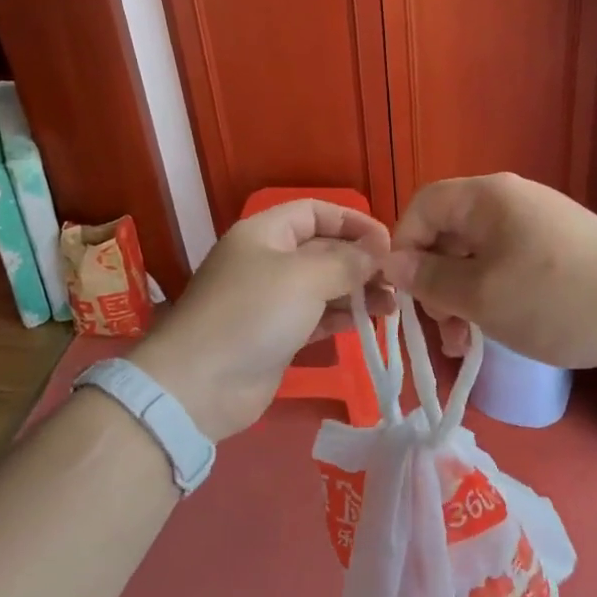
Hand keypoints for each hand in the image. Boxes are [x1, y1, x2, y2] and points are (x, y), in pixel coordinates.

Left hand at [128, 199, 391, 439]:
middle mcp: (269, 261)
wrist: (199, 385)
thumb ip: (347, 261)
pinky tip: (371, 322)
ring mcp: (272, 300)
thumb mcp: (305, 277)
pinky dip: (343, 317)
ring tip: (393, 305)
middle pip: (323, 249)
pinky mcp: (278, 335)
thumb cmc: (252, 313)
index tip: (387, 243)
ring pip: (324, 286)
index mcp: (266, 233)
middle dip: (361, 261)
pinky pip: (318, 317)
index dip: (352, 221)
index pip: (316, 212)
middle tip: (397, 279)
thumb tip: (379, 249)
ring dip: (358, 291)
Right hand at [381, 173, 596, 374]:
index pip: (423, 205)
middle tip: (443, 328)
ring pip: (477, 258)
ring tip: (464, 345)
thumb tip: (393, 264)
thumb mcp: (483, 295)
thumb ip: (431, 279)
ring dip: (462, 298)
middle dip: (435, 282)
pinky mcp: (557, 254)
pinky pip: (507, 269)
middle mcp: (510, 203)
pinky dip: (492, 298)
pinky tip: (494, 335)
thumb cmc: (557, 299)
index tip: (404, 294)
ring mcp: (537, 227)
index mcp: (488, 198)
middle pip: (449, 233)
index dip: (404, 247)